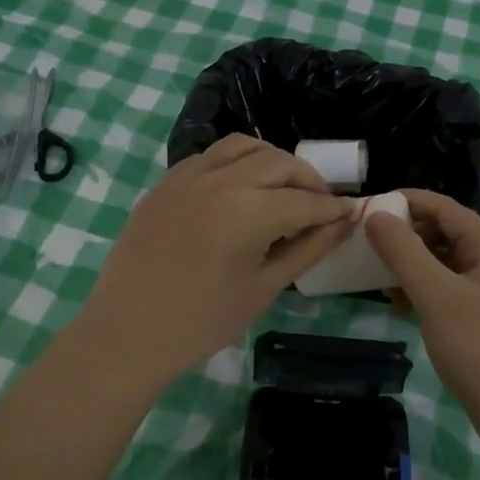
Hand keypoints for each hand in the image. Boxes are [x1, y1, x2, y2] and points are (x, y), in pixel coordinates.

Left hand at [77, 135, 353, 383]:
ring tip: (283, 187)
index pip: (305, 201)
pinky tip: (241, 187)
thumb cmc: (201, 322)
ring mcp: (189, 176)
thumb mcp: (264, 289)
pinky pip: (211, 155)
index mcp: (248, 213)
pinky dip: (237, 161)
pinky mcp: (166, 181)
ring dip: (273, 160)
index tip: (351, 213)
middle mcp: (221, 181)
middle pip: (280, 163)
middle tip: (321, 205)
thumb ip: (307, 249)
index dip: (333, 208)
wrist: (127, 333)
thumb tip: (343, 224)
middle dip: (309, 180)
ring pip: (245, 146)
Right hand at [365, 190, 479, 451]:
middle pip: (441, 232)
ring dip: (409, 266)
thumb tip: (375, 215)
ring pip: (440, 262)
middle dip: (404, 236)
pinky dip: (420, 291)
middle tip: (366, 246)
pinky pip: (444, 289)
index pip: (442, 206)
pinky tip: (399, 308)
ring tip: (379, 282)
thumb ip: (404, 251)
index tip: (367, 207)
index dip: (405, 201)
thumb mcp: (436, 295)